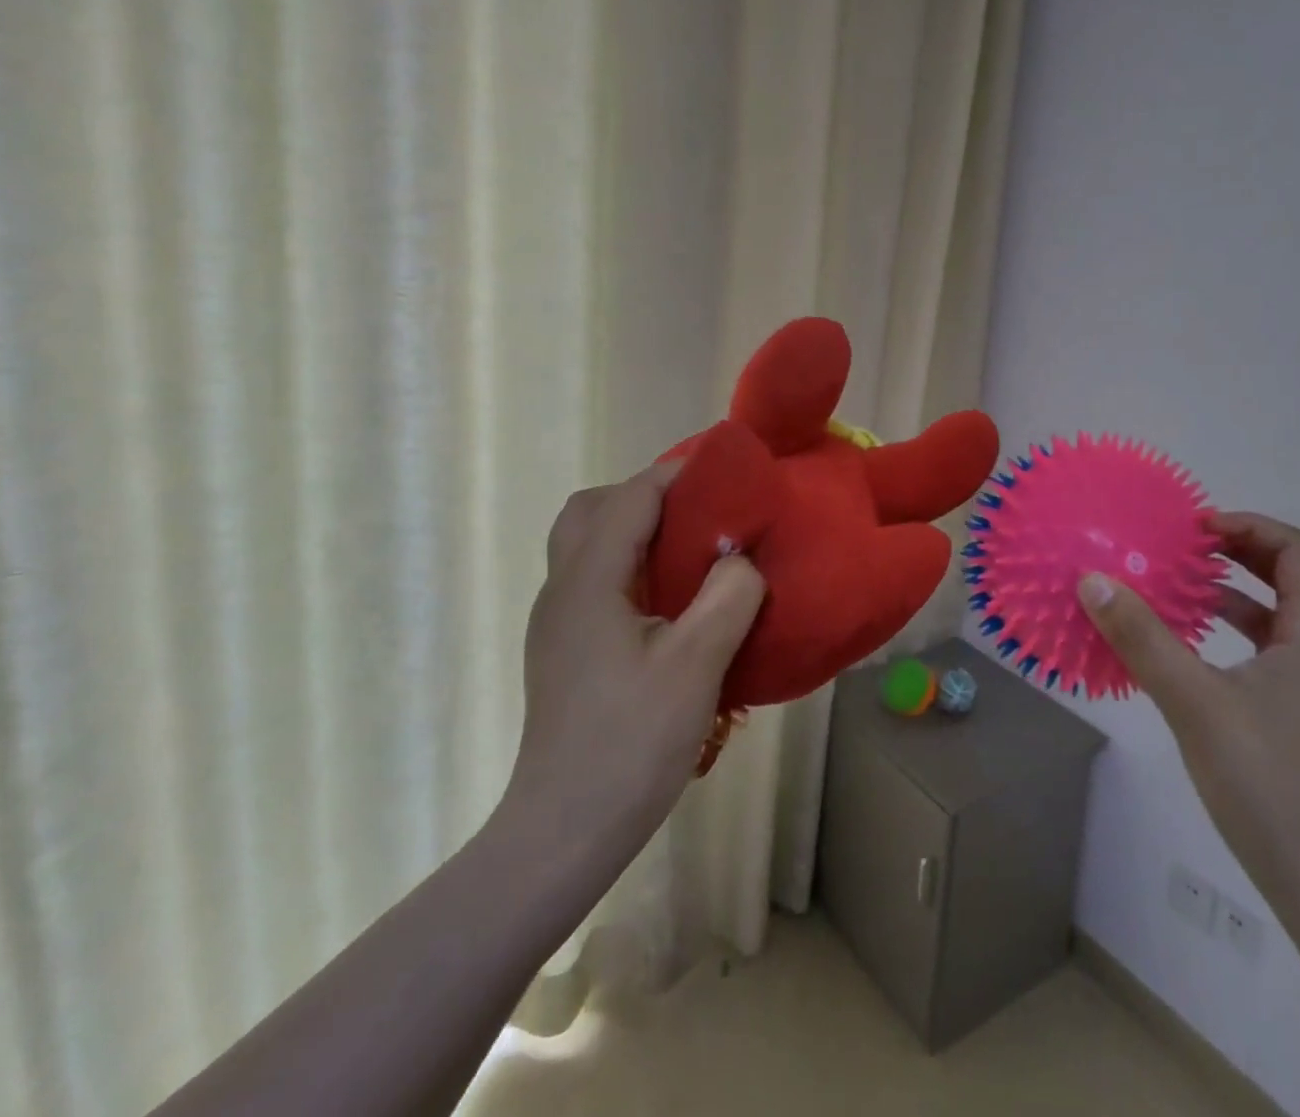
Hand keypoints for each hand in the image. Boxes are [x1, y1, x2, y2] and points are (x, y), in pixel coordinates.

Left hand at [501, 461, 766, 856]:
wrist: (565, 832)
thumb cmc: (631, 742)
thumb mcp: (698, 663)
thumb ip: (729, 595)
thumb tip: (740, 560)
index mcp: (589, 581)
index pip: (630, 499)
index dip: (675, 473)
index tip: (723, 467)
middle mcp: (563, 590)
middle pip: (591, 510)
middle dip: (644, 495)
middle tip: (698, 511)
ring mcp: (559, 622)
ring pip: (588, 545)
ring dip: (635, 530)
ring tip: (691, 550)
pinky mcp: (566, 650)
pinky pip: (596, 579)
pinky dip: (632, 565)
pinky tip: (671, 601)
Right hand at [1078, 511, 1299, 903]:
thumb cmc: (1268, 783)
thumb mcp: (1193, 702)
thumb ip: (1142, 638)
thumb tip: (1094, 580)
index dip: (1251, 526)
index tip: (1197, 528)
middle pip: (1293, 580)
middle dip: (1239, 554)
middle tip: (1185, 549)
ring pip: (1281, 622)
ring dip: (1234, 597)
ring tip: (1181, 594)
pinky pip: (1272, 658)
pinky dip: (1235, 638)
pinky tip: (1194, 659)